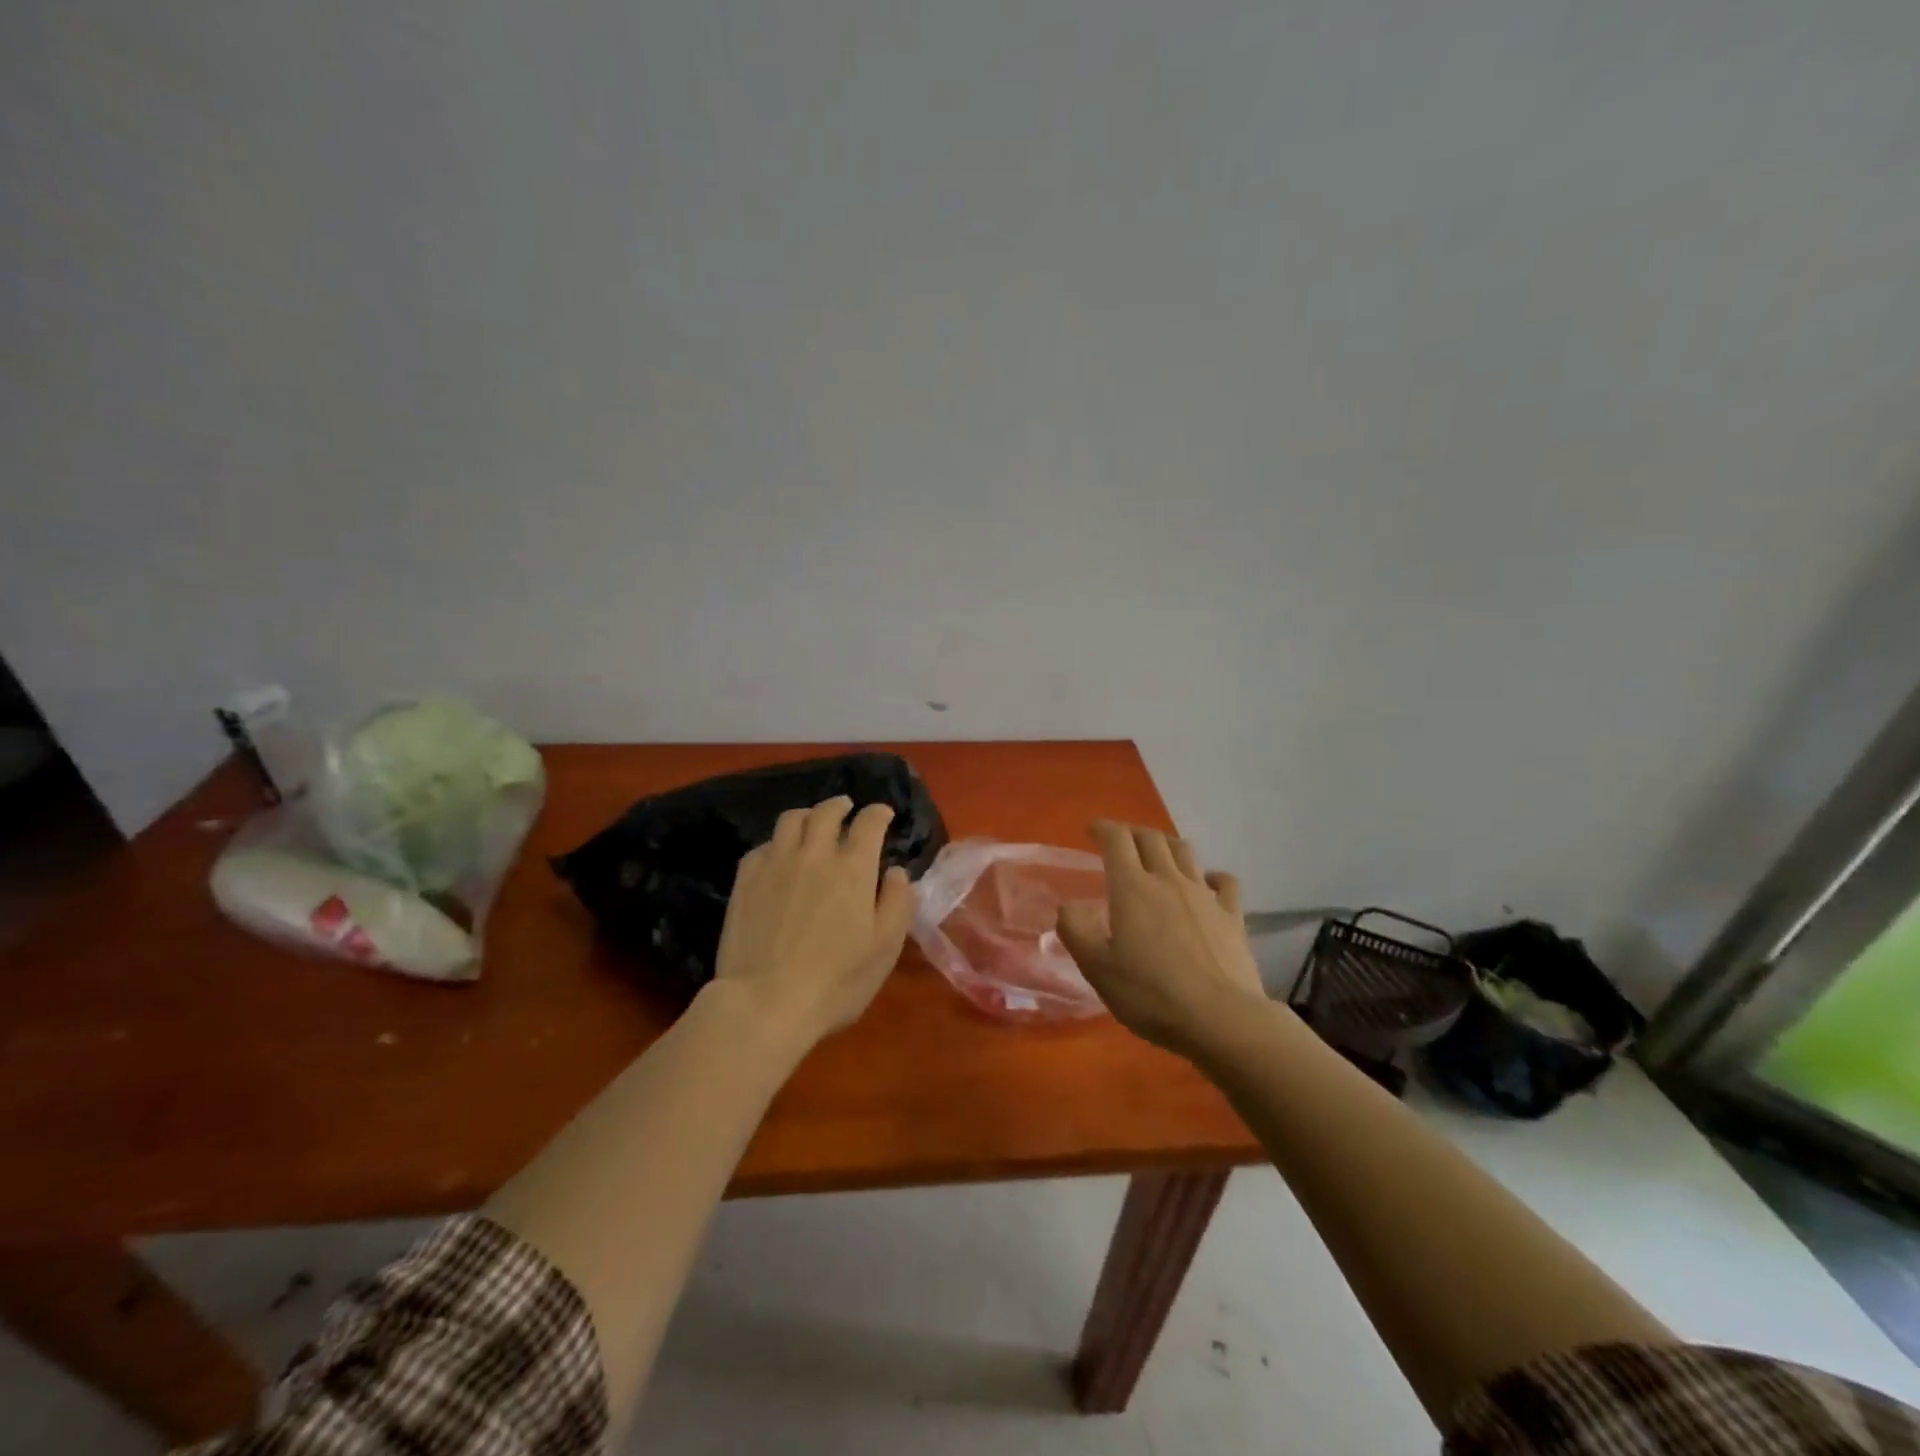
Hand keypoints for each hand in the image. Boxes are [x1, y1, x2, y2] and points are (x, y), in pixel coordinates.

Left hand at [711, 797, 915, 1045]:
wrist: (765, 1002)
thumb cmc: (836, 981)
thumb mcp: (885, 948)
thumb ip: (898, 903)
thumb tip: (896, 872)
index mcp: (853, 868)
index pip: (869, 822)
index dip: (879, 813)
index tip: (884, 814)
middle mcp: (814, 854)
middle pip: (826, 812)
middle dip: (841, 805)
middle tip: (847, 808)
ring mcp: (775, 864)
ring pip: (791, 820)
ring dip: (808, 815)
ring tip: (812, 822)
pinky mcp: (745, 880)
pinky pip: (762, 846)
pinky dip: (777, 843)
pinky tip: (778, 855)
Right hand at [1055, 821, 1266, 1055]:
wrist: (1221, 1018)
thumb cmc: (1151, 993)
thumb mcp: (1097, 968)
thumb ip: (1076, 931)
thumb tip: (1069, 907)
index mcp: (1132, 888)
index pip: (1116, 839)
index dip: (1103, 828)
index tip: (1092, 830)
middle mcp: (1168, 880)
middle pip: (1151, 838)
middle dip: (1132, 832)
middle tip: (1121, 841)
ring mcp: (1205, 895)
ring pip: (1185, 851)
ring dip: (1167, 845)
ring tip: (1159, 853)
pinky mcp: (1233, 915)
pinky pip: (1224, 881)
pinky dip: (1211, 875)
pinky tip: (1207, 884)